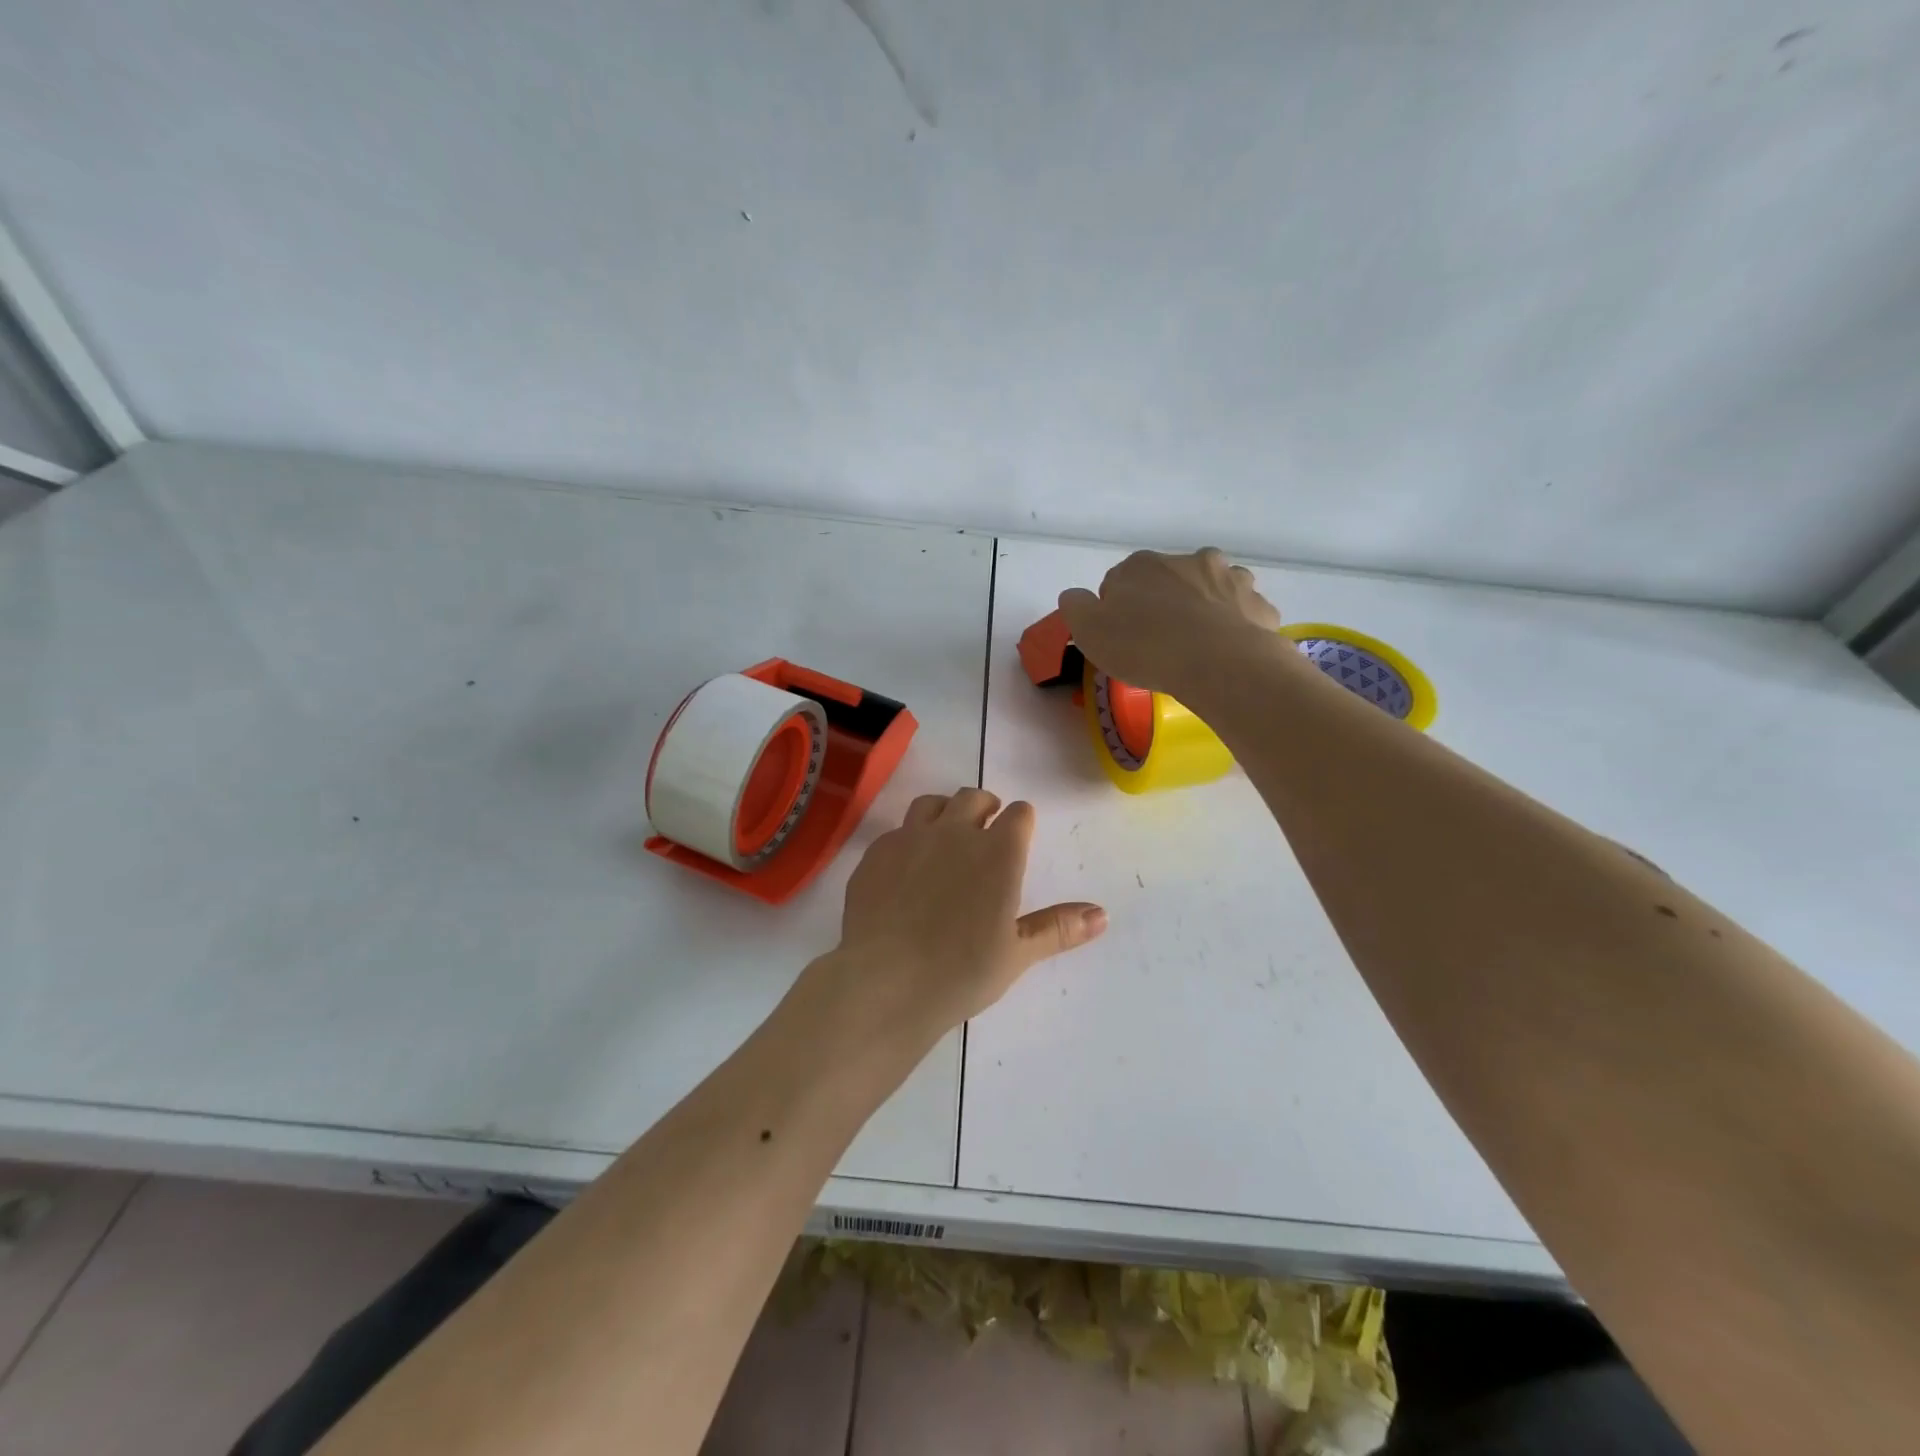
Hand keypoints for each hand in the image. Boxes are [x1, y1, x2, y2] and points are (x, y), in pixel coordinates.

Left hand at [810, 789, 1105, 1047]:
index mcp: (998, 852)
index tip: (1020, 833)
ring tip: (947, 833)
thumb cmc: (960, 972)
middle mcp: (955, 832)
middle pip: (973, 797)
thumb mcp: (1017, 954)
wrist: (884, 981)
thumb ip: (1058, 928)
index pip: (1019, 815)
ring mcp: (911, 838)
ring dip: (945, 811)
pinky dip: (909, 838)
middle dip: (985, 806)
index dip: (1022, 820)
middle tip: (986, 825)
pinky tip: (907, 866)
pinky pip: (898, 830)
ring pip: (932, 803)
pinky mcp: (876, 852)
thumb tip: (1103, 914)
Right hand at [1058, 547, 1282, 695]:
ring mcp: (1231, 580)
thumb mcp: (1089, 631)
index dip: (1119, 611)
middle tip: (1159, 644)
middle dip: (1165, 604)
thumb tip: (1075, 595)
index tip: (1122, 638)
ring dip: (1204, 609)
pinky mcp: (1260, 606)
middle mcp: (1189, 561)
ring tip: (1197, 647)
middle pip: (1169, 581)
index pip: (1121, 581)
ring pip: (1212, 591)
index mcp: (1143, 565)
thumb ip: (1076, 607)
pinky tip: (1226, 653)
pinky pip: (1242, 615)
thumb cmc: (1145, 647)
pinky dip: (1235, 628)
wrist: (1218, 665)